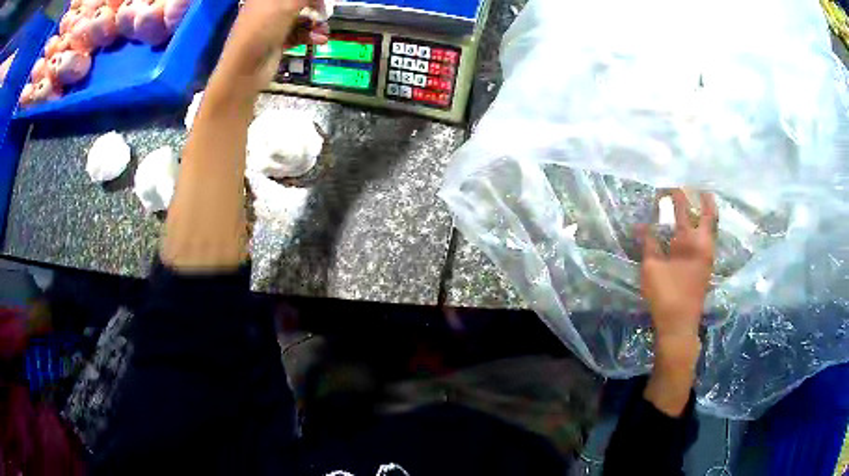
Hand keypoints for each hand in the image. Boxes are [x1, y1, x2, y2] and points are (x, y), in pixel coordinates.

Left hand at [217, 0, 328, 82]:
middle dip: (314, 8)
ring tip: (325, 30)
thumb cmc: (263, 29)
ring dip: (315, 24)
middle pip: (297, 4)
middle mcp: (268, 8)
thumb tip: (319, 1)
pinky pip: (297, 35)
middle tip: (325, 14)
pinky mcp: (277, 42)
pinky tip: (320, 40)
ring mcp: (272, 26)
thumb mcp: (288, 4)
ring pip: (300, 20)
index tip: (320, 1)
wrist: (245, 68)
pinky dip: (309, 36)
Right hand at [640, 190, 716, 341]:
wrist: (680, 324)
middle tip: (693, 186)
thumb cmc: (665, 295)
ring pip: (712, 225)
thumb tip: (641, 224)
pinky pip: (710, 236)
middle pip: (709, 211)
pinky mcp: (707, 265)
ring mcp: (708, 254)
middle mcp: (704, 243)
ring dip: (706, 210)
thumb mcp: (652, 267)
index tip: (663, 186)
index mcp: (690, 239)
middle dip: (701, 196)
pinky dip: (705, 225)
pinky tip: (696, 226)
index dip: (674, 193)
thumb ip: (648, 243)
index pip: (683, 207)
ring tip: (698, 200)